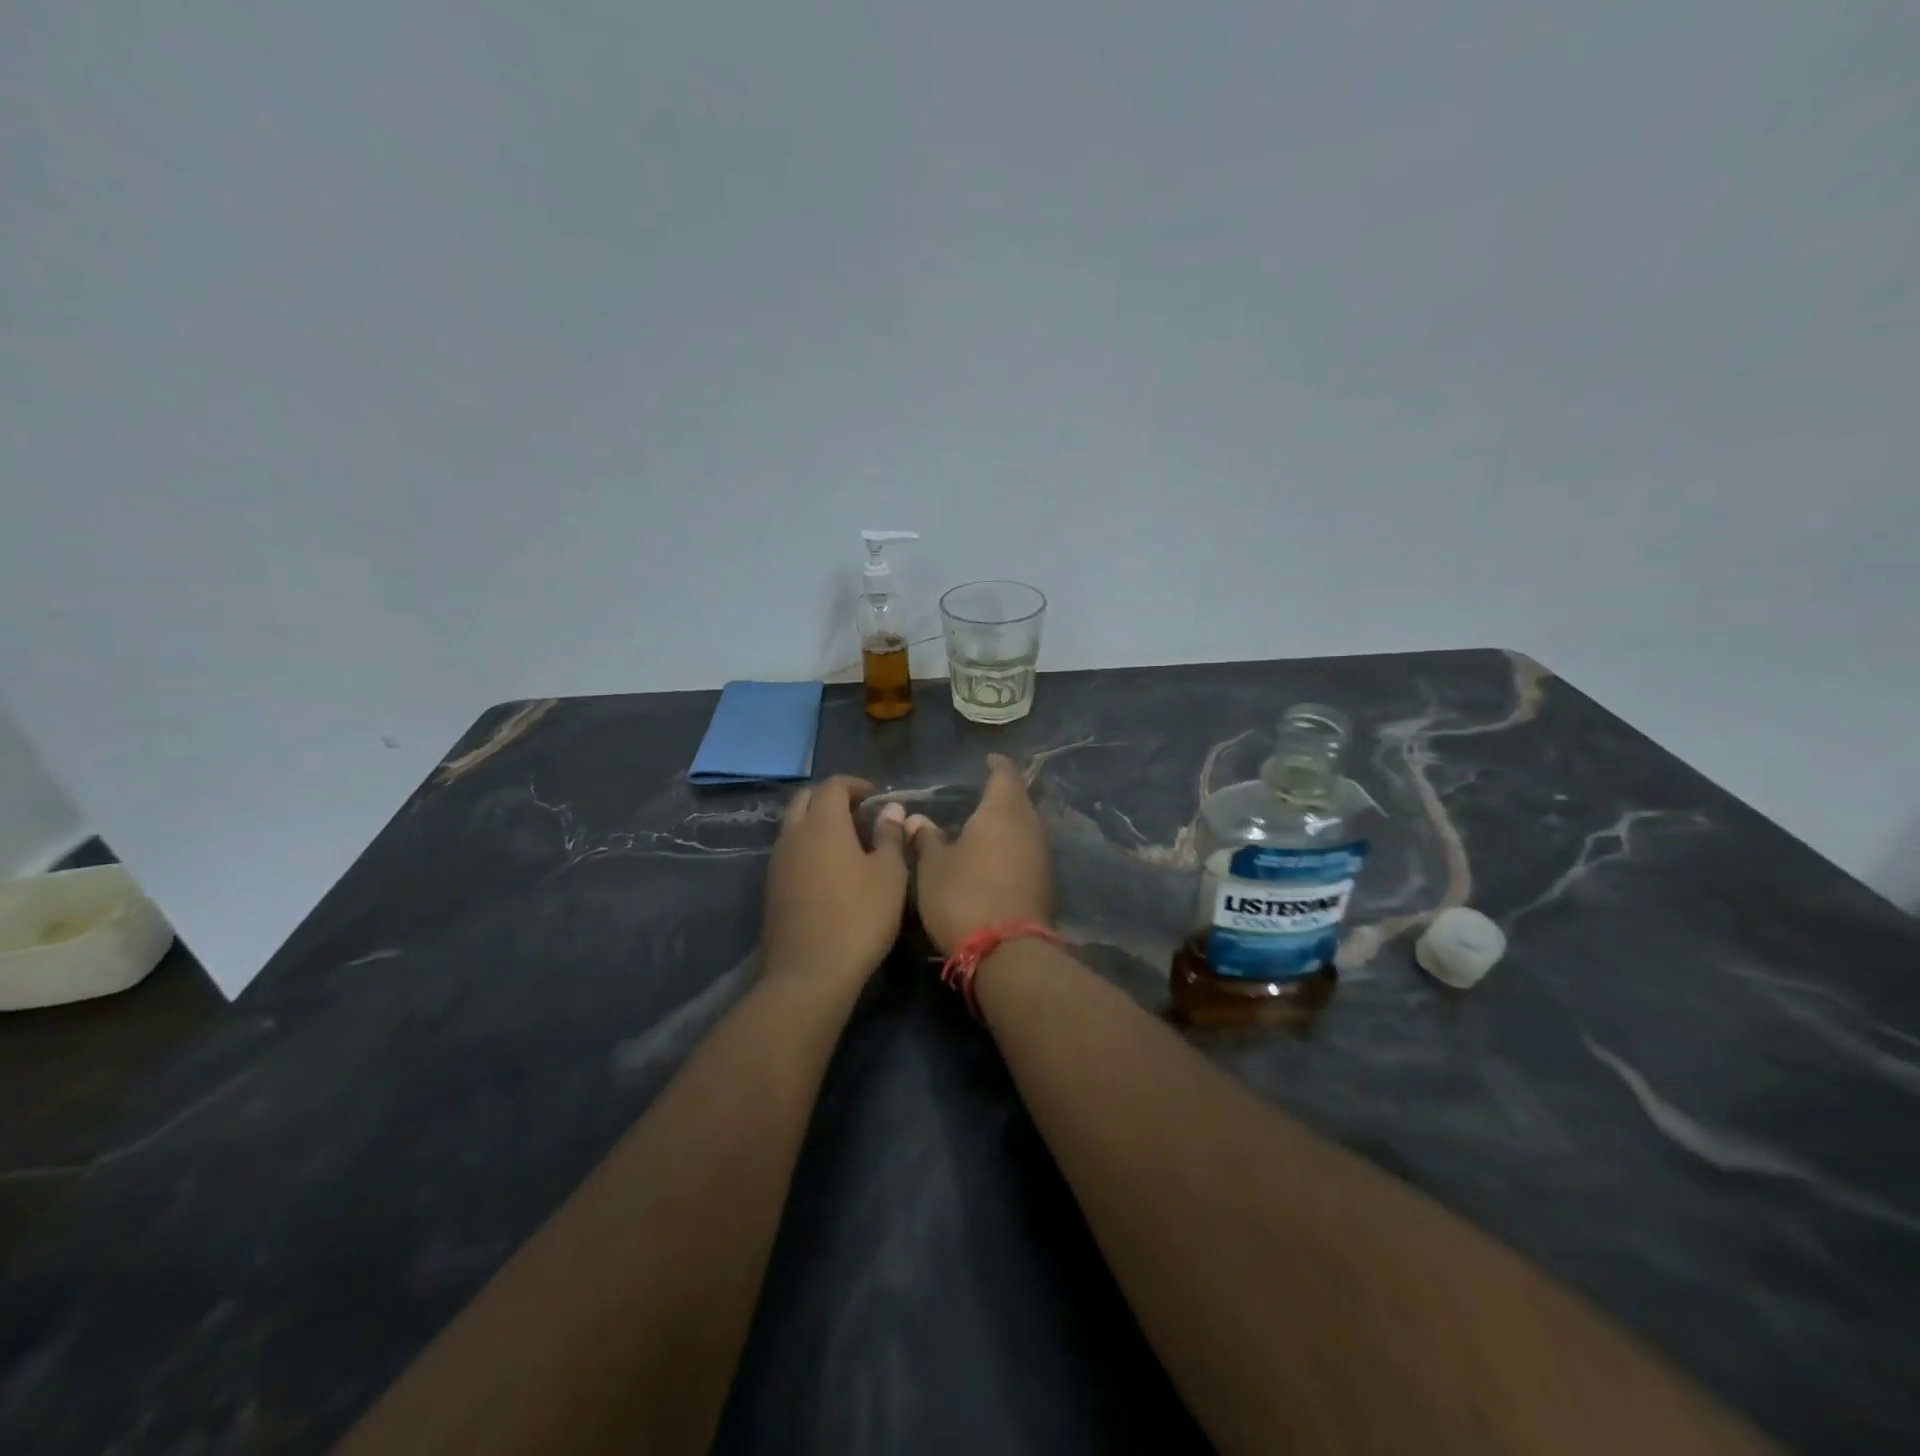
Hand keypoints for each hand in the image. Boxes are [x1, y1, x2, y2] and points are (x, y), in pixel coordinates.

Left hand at [763, 777, 908, 989]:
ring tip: (846, 840)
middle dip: (831, 797)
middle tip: (858, 812)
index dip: (854, 784)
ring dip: (816, 821)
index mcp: (823, 824)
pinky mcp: (772, 888)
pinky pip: (789, 851)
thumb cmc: (859, 917)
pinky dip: (807, 845)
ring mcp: (778, 862)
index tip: (875, 795)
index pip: (832, 786)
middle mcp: (794, 835)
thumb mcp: (889, 874)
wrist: (809, 972)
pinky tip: (828, 868)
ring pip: (793, 825)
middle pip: (805, 799)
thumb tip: (891, 809)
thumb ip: (890, 836)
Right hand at [906, 754, 1053, 951]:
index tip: (988, 760)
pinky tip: (996, 856)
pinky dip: (1014, 846)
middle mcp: (1030, 826)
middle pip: (1021, 799)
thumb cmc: (963, 896)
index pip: (1005, 774)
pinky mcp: (1046, 882)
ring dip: (1010, 822)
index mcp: (1002, 812)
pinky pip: (1029, 850)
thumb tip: (917, 819)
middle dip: (1004, 793)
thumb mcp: (932, 866)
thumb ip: (926, 838)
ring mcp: (1042, 855)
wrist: (1007, 952)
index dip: (997, 764)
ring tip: (986, 825)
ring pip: (1027, 826)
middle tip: (982, 793)